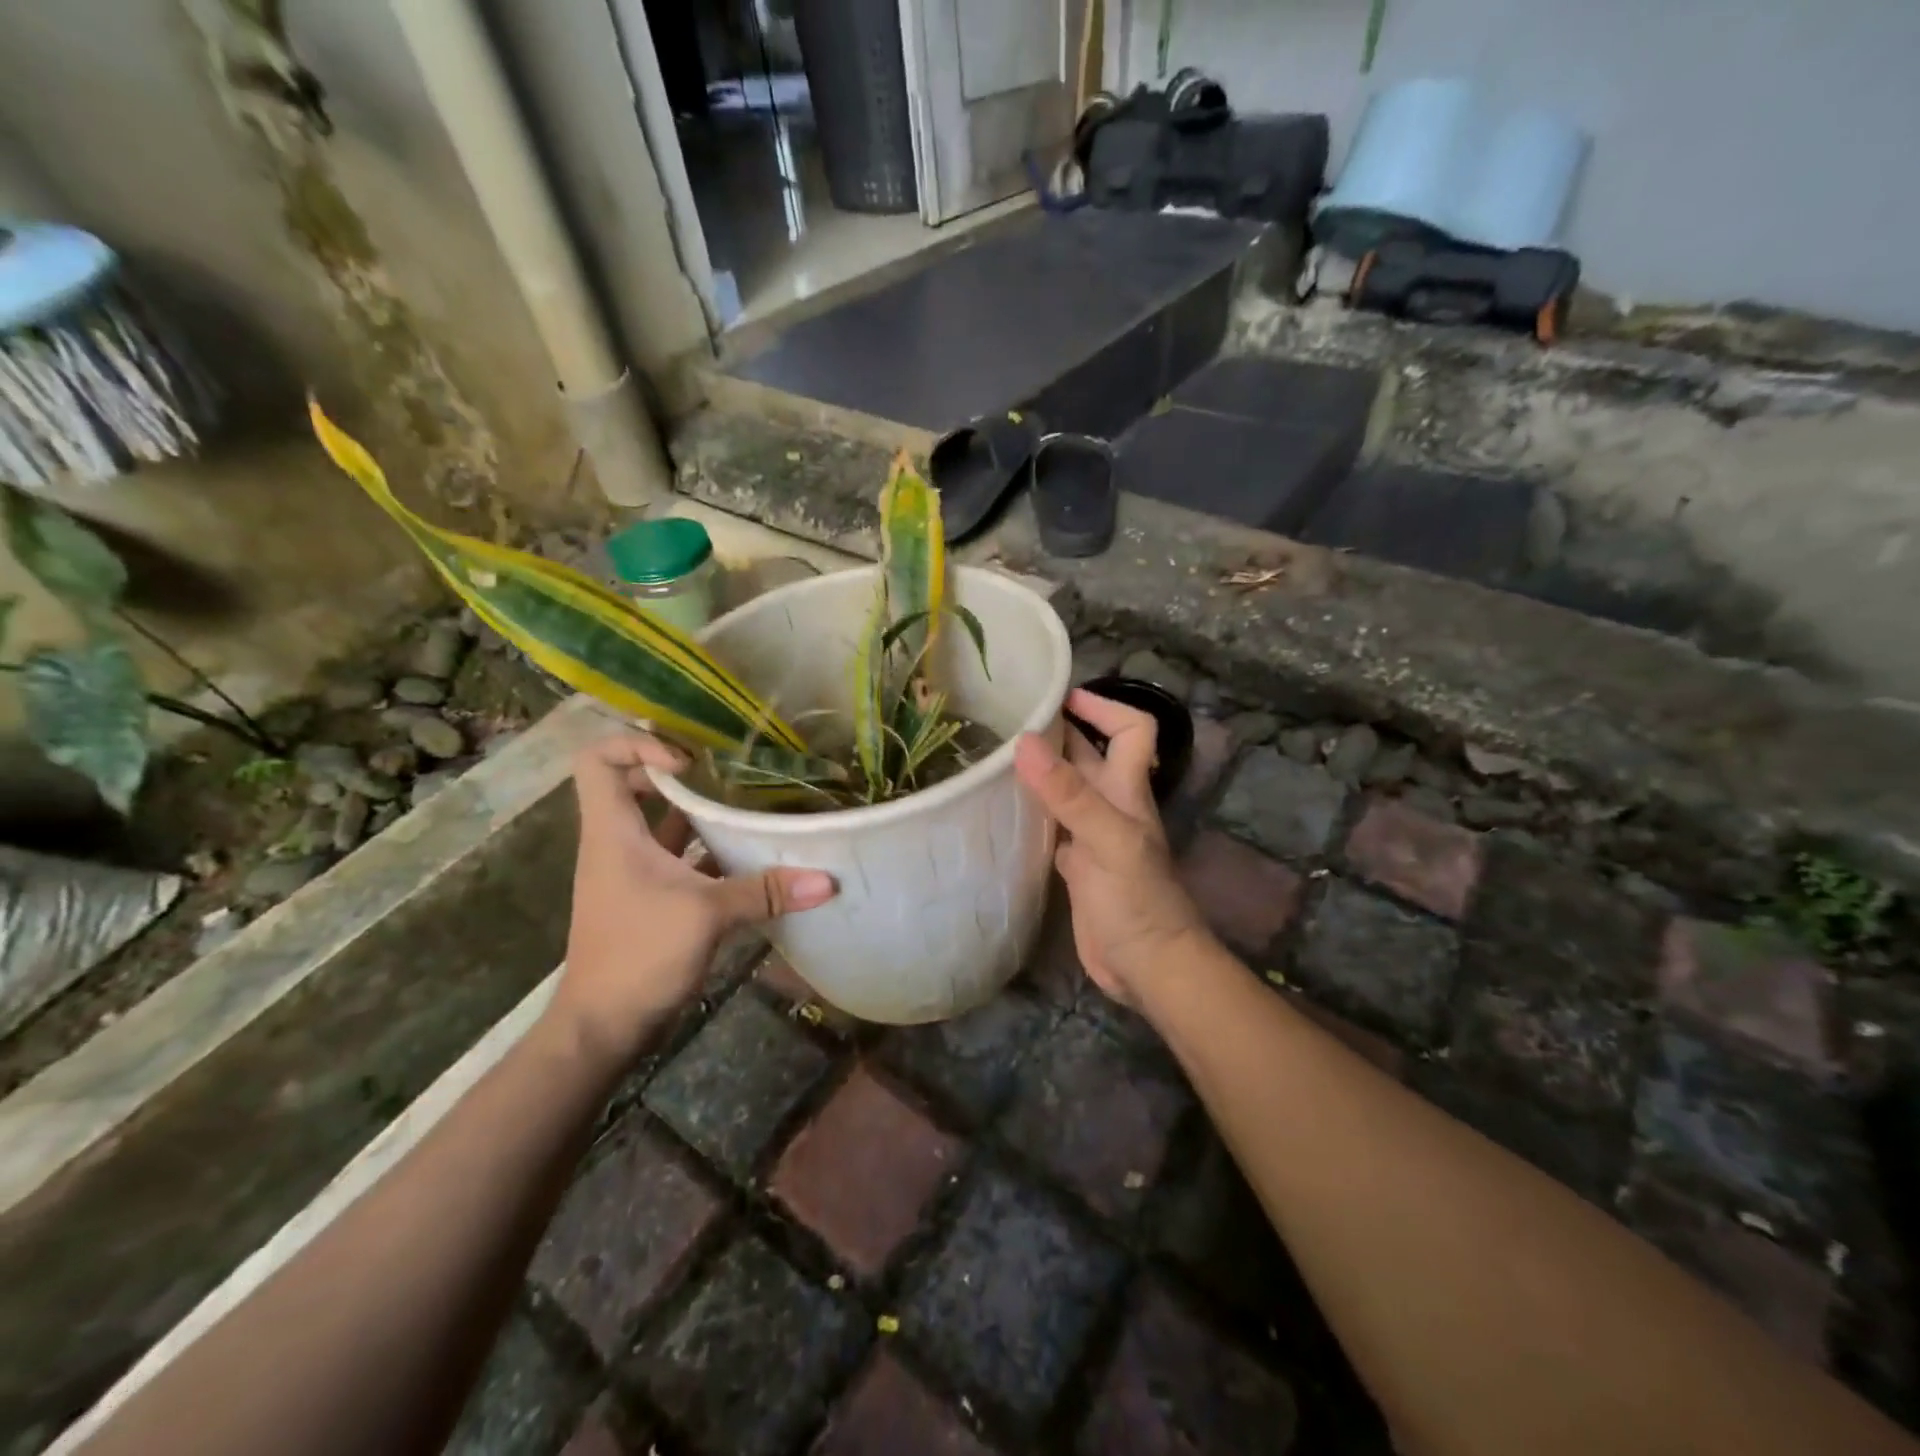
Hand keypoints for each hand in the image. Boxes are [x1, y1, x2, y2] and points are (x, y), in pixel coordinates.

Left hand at [548, 734, 836, 1073]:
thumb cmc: (638, 954)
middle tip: (728, 774)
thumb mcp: (706, 915)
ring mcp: (632, 872)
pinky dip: (708, 852)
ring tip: (748, 806)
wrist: (603, 1026)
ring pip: (661, 824)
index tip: (689, 761)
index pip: (599, 761)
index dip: (638, 745)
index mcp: (613, 832)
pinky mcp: (649, 897)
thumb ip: (765, 892)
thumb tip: (826, 880)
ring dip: (700, 814)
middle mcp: (617, 843)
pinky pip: (679, 858)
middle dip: (680, 775)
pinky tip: (747, 857)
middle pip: (635, 785)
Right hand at [1014, 689, 1208, 1006]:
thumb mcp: (1107, 841)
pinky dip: (1031, 812)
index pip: (1131, 731)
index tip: (1061, 696)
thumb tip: (1025, 742)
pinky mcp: (1076, 866)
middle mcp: (1110, 807)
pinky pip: (1052, 826)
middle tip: (1008, 720)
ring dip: (1040, 771)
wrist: (1148, 967)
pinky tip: (1003, 810)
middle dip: (1059, 733)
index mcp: (1127, 792)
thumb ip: (1069, 794)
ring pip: (1066, 790)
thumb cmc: (1137, 901)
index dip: (1105, 707)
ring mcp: (1092, 837)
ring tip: (994, 756)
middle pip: (1089, 756)